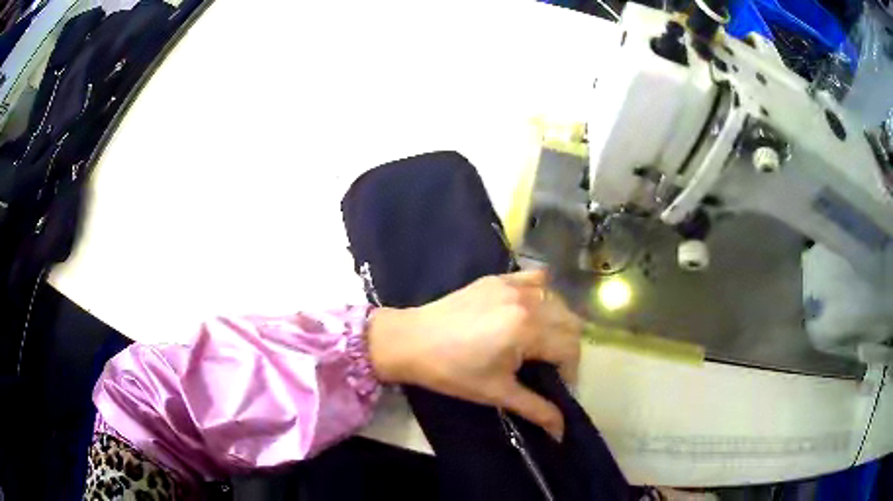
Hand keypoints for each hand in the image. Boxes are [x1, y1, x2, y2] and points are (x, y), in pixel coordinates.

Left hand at [366, 270, 582, 440]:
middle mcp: (527, 300)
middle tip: (550, 368)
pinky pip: (535, 279)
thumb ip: (536, 409)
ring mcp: (512, 285)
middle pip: (570, 322)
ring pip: (557, 300)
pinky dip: (542, 295)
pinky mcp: (498, 279)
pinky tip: (531, 312)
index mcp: (528, 329)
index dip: (570, 372)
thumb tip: (561, 431)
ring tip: (541, 343)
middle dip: (567, 348)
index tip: (557, 387)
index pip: (570, 348)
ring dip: (558, 323)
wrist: (410, 341)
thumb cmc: (452, 371)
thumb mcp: (497, 393)